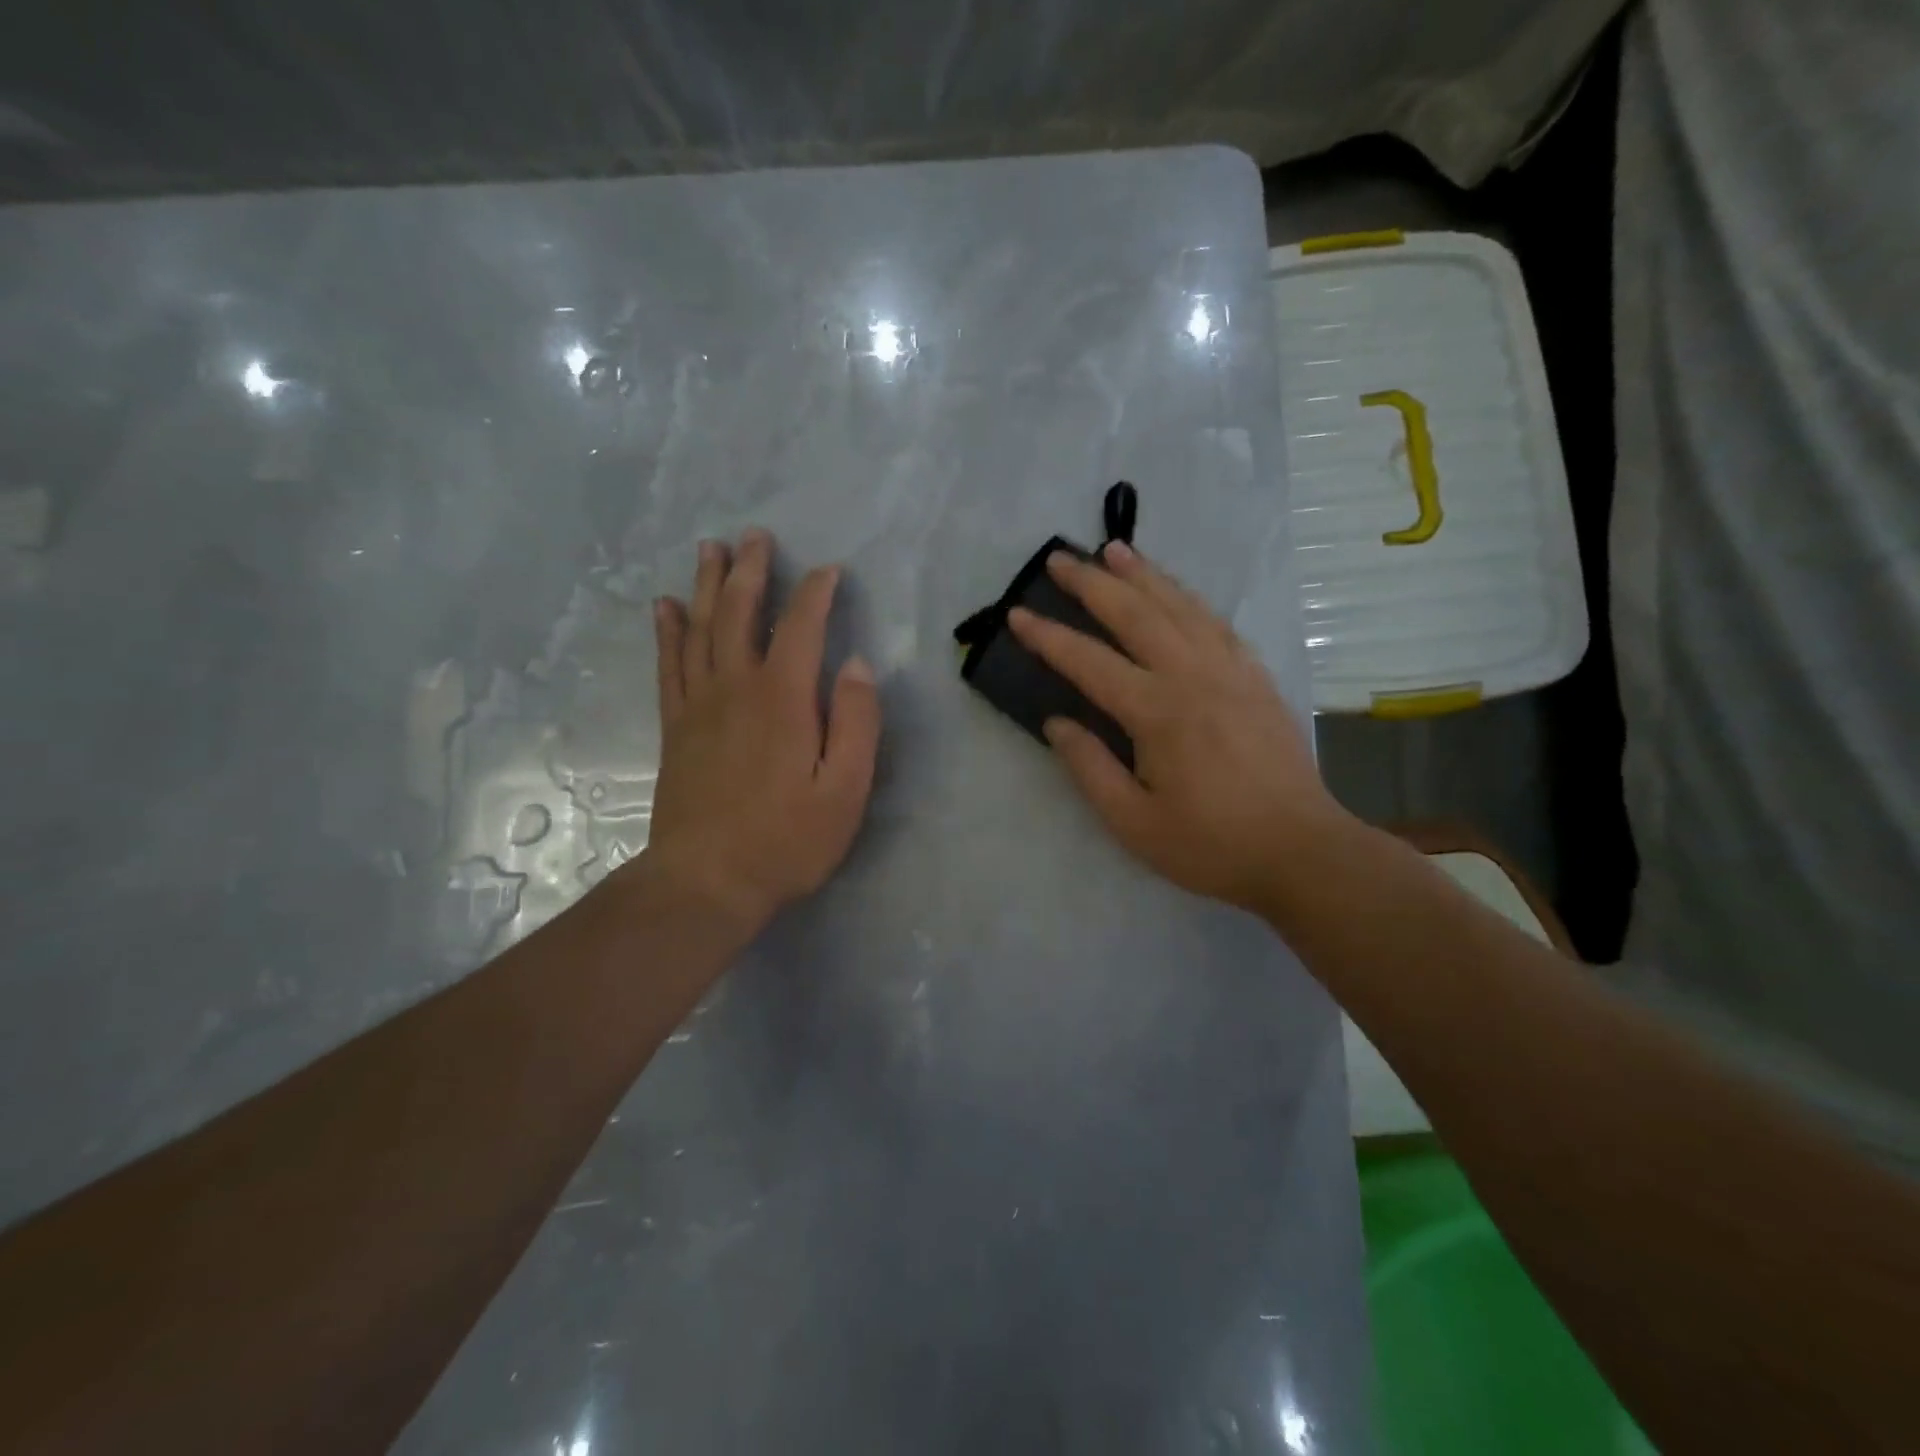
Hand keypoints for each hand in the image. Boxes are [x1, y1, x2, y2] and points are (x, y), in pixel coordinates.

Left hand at [640, 530, 879, 936]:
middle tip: (756, 535)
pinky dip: (668, 631)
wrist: (706, 882)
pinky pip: (669, 665)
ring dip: (708, 585)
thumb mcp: (846, 789)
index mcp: (783, 698)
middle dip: (752, 571)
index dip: (816, 593)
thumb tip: (855, 664)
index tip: (830, 570)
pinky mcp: (675, 728)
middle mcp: (735, 688)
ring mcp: (698, 706)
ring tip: (710, 549)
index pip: (801, 627)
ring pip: (701, 629)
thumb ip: (856, 722)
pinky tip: (667, 607)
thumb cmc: (787, 840)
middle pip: (741, 613)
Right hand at [1007, 541, 1351, 913]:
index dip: (1049, 637)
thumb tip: (1056, 723)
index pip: (1089, 662)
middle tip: (1060, 558)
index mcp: (1157, 713)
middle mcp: (1192, 676)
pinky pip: (1216, 622)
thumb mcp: (1134, 823)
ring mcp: (1230, 671)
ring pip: (1179, 606)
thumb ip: (1090, 768)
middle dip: (1092, 583)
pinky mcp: (1255, 677)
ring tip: (1115, 550)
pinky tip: (1175, 592)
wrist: (1301, 850)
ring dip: (1143, 575)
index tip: (1017, 614)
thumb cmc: (1210, 844)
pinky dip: (1188, 598)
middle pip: (1135, 614)